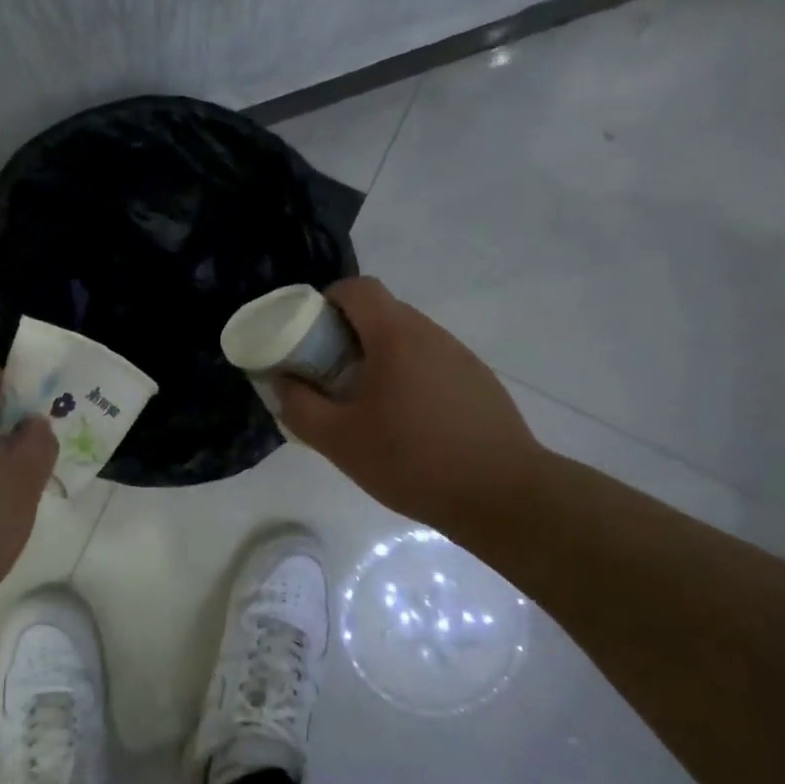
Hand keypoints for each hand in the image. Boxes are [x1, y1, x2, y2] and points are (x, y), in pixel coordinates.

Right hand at [275, 277, 549, 536]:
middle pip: (381, 313)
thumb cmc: (412, 460)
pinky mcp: (479, 382)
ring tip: (366, 405)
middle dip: (347, 335)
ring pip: (407, 340)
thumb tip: (281, 381)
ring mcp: (460, 357)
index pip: (357, 289)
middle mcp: (431, 334)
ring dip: (378, 359)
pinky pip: (431, 363)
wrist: (502, 495)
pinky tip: (407, 423)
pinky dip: (408, 377)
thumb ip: (299, 406)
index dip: (326, 301)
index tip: (309, 336)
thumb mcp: (338, 440)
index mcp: (396, 336)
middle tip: (328, 376)